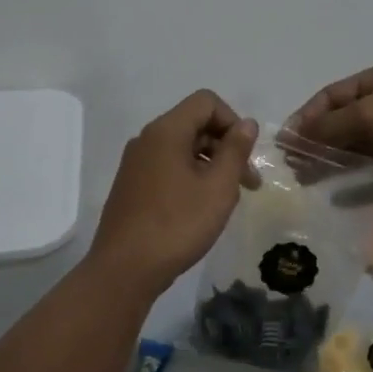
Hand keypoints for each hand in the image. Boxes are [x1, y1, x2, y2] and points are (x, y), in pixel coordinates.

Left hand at [91, 91, 257, 296]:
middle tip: (248, 184)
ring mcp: (135, 163)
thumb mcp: (218, 187)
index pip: (206, 102)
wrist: (125, 269)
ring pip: (182, 148)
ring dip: (211, 164)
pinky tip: (200, 209)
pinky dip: (191, 177)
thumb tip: (246, 124)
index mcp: (166, 131)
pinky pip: (167, 167)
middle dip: (226, 146)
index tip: (246, 156)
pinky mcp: (131, 186)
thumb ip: (235, 150)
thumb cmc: (177, 225)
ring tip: (226, 200)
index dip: (233, 121)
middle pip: (194, 124)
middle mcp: (147, 139)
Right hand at [288, 62, 372, 195]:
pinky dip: (357, 182)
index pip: (331, 95)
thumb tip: (293, 136)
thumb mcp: (368, 115)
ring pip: (358, 148)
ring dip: (332, 163)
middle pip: (343, 122)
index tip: (285, 143)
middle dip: (317, 143)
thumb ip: (329, 126)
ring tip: (308, 181)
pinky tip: (338, 196)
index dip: (306, 117)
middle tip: (293, 167)